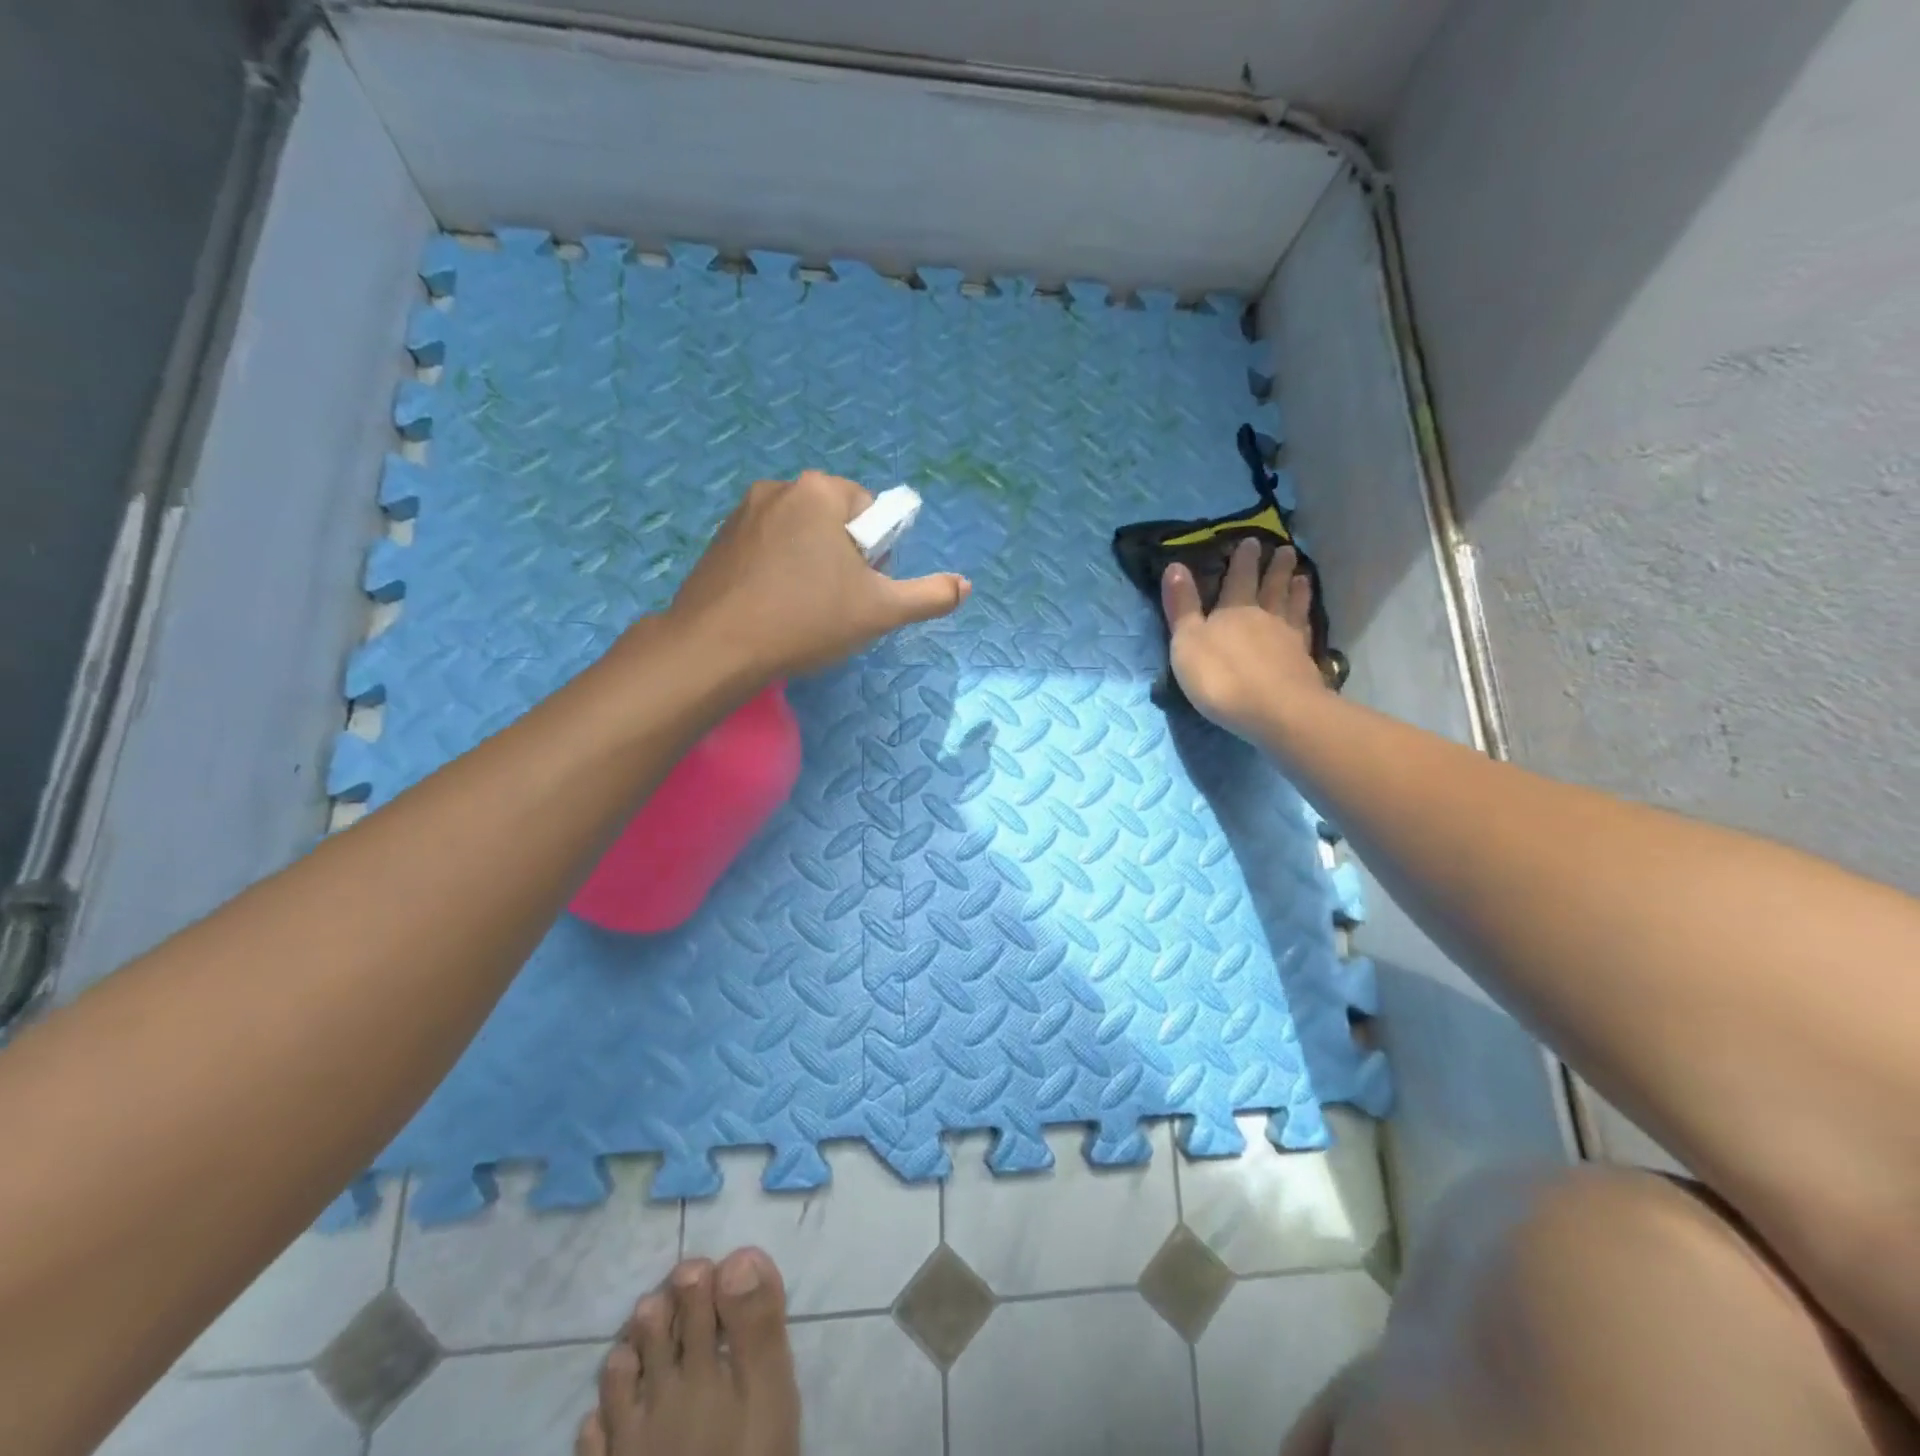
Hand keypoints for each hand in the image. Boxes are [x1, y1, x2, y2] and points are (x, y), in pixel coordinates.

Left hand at [668, 471, 969, 678]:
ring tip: (802, 611)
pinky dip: (777, 571)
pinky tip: (772, 608)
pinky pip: (766, 547)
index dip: (876, 554)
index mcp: (820, 491)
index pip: (870, 512)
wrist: (716, 649)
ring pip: (799, 535)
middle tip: (836, 604)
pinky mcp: (718, 539)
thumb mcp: (880, 612)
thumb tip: (965, 586)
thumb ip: (929, 596)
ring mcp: (742, 512)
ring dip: (810, 564)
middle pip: (834, 520)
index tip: (862, 590)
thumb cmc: (806, 620)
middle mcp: (779, 488)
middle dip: (843, 557)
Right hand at [1163, 538, 1327, 740]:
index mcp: (1233, 610)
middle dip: (1275, 568)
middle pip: (1271, 587)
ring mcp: (1288, 640)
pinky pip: (1306, 633)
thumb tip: (1176, 565)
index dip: (1243, 560)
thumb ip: (1182, 606)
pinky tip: (1309, 619)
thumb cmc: (1221, 676)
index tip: (1251, 540)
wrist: (1274, 711)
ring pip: (1292, 606)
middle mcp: (1265, 617)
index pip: (1239, 578)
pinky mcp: (1304, 663)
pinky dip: (1307, 621)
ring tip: (1302, 576)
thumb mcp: (1188, 641)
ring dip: (1296, 590)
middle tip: (1285, 549)